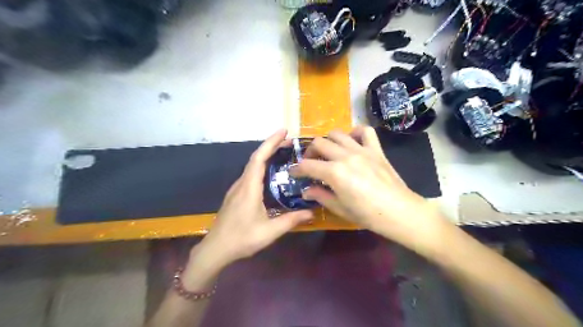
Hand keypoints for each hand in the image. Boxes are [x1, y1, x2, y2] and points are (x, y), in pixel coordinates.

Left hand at [194, 130, 314, 270]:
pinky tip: (270, 173)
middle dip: (271, 146)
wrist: (215, 249)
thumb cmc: (241, 239)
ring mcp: (237, 189)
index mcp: (249, 188)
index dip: (271, 143)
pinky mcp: (236, 195)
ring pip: (252, 165)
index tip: (284, 132)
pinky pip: (250, 174)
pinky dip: (261, 166)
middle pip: (256, 158)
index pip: (259, 158)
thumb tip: (311, 212)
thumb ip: (291, 220)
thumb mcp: (269, 231)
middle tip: (290, 142)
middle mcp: (242, 184)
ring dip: (266, 155)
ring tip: (283, 154)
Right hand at [291, 127, 447, 250]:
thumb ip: (320, 196)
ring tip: (328, 151)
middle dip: (309, 152)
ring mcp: (362, 150)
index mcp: (334, 172)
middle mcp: (345, 156)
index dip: (297, 169)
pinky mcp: (376, 149)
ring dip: (328, 140)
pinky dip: (355, 132)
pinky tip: (352, 141)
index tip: (293, 173)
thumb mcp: (340, 208)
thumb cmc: (367, 215)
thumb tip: (306, 191)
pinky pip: (365, 131)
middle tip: (310, 162)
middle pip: (319, 143)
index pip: (307, 165)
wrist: (399, 212)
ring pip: (337, 133)